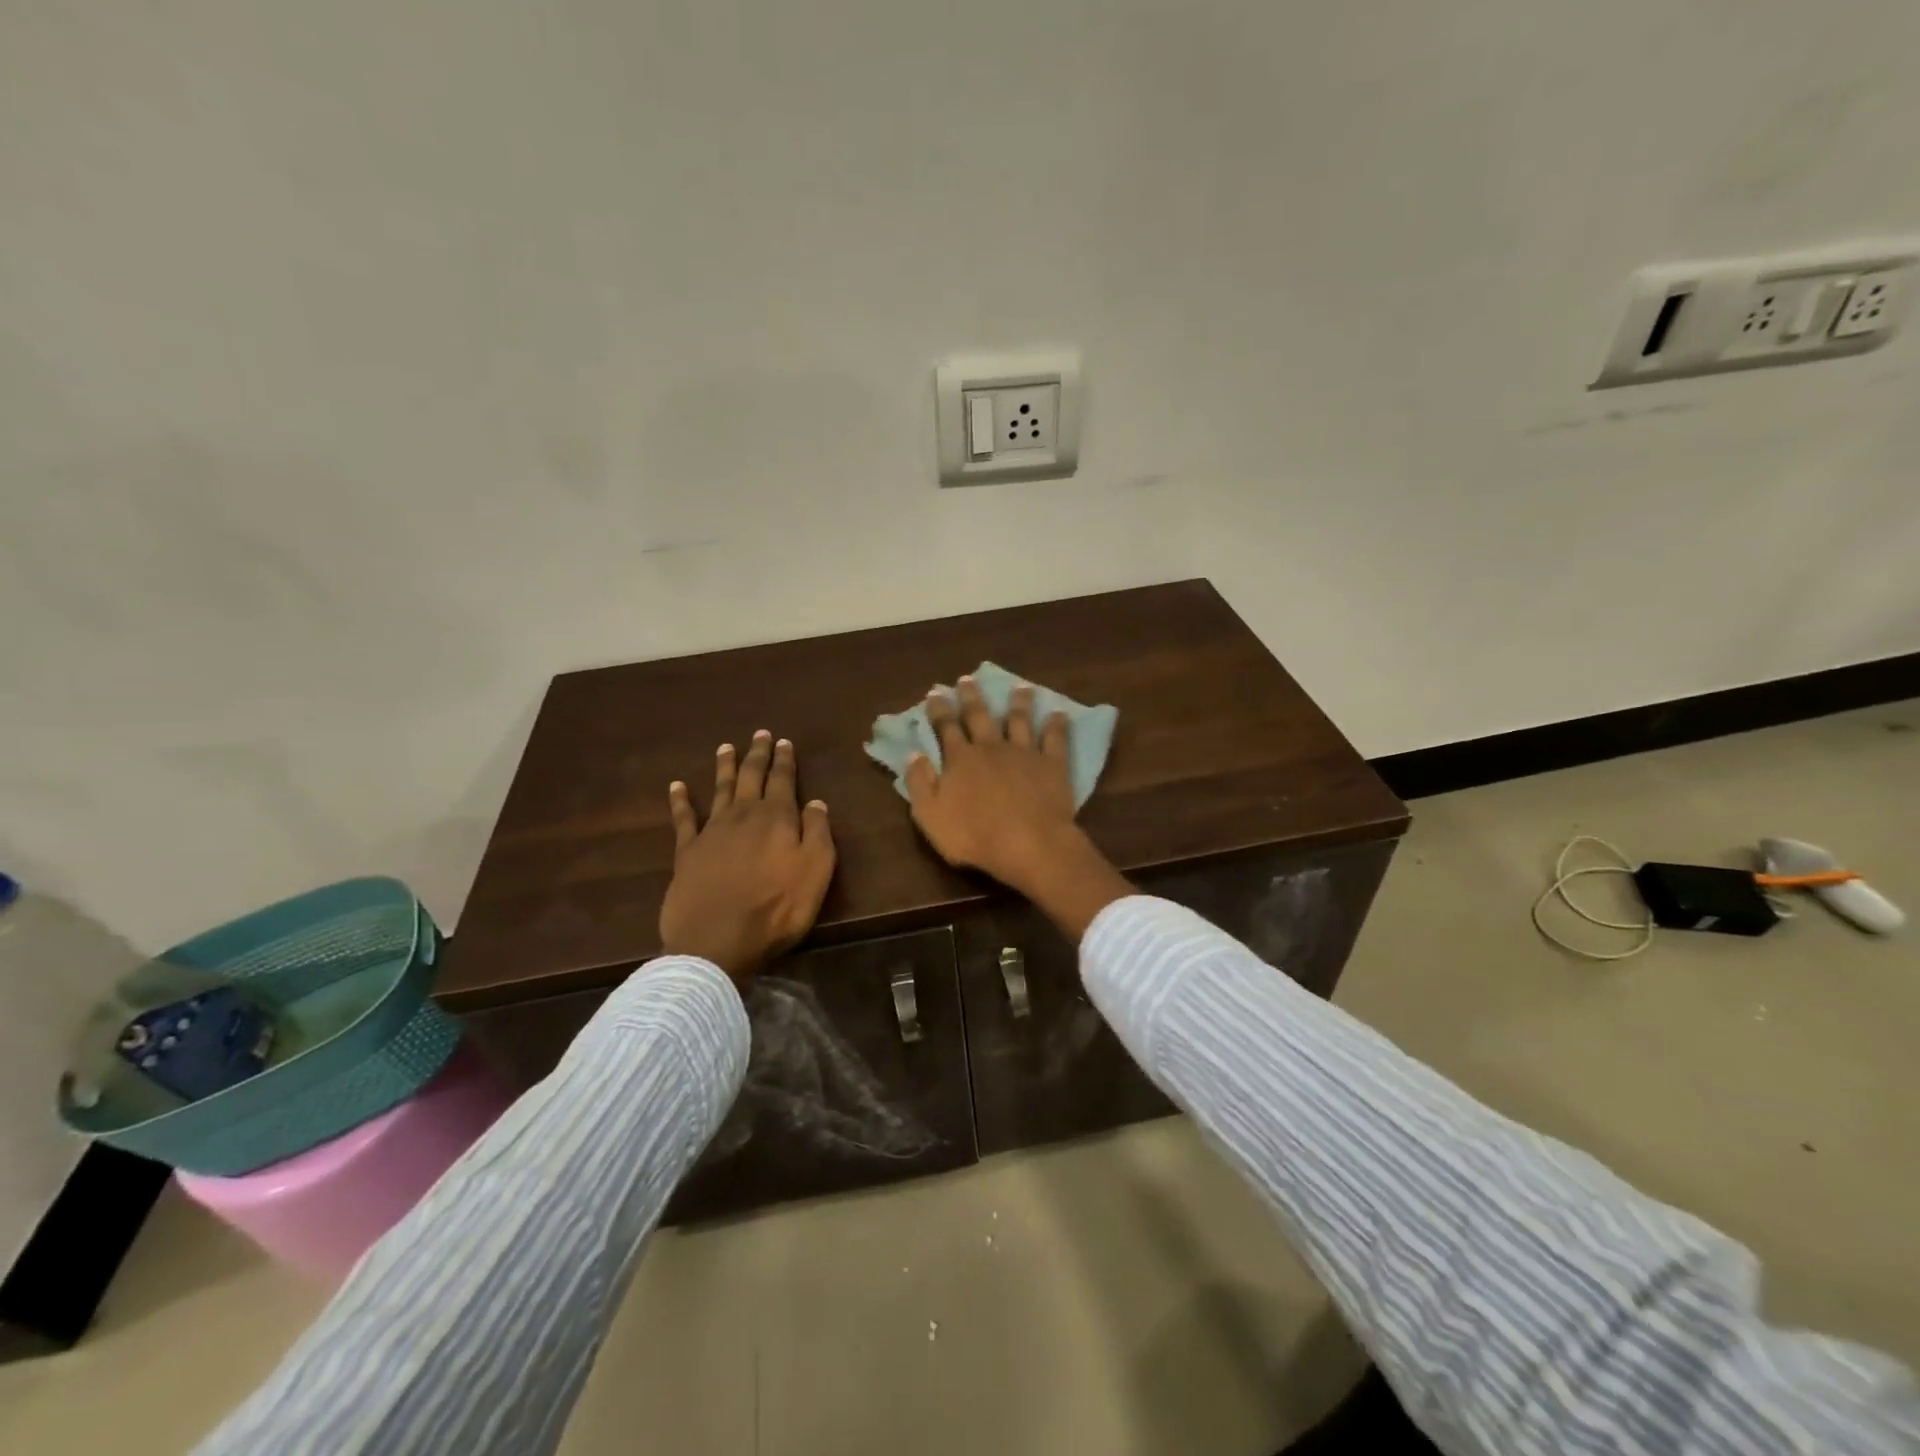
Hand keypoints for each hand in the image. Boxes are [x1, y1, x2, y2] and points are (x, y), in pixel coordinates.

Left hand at [658, 731, 834, 983]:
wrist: (717, 941)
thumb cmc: (776, 908)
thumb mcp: (816, 871)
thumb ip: (818, 833)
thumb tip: (816, 802)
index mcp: (777, 818)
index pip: (783, 781)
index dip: (784, 761)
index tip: (784, 742)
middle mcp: (743, 815)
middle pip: (750, 777)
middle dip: (757, 754)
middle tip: (759, 734)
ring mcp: (712, 831)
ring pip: (719, 789)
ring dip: (724, 767)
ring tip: (726, 747)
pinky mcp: (687, 852)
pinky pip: (683, 819)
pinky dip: (680, 800)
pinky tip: (677, 786)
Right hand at [906, 677, 1075, 888]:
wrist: (1029, 845)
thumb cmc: (974, 836)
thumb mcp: (930, 815)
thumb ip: (920, 783)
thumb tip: (913, 754)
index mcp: (960, 759)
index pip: (946, 727)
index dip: (939, 709)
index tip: (936, 692)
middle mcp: (991, 747)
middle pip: (980, 716)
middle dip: (972, 696)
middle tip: (968, 679)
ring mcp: (1024, 753)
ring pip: (1020, 720)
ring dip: (1019, 702)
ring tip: (1020, 687)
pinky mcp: (1052, 764)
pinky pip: (1055, 739)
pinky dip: (1057, 724)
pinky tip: (1059, 713)